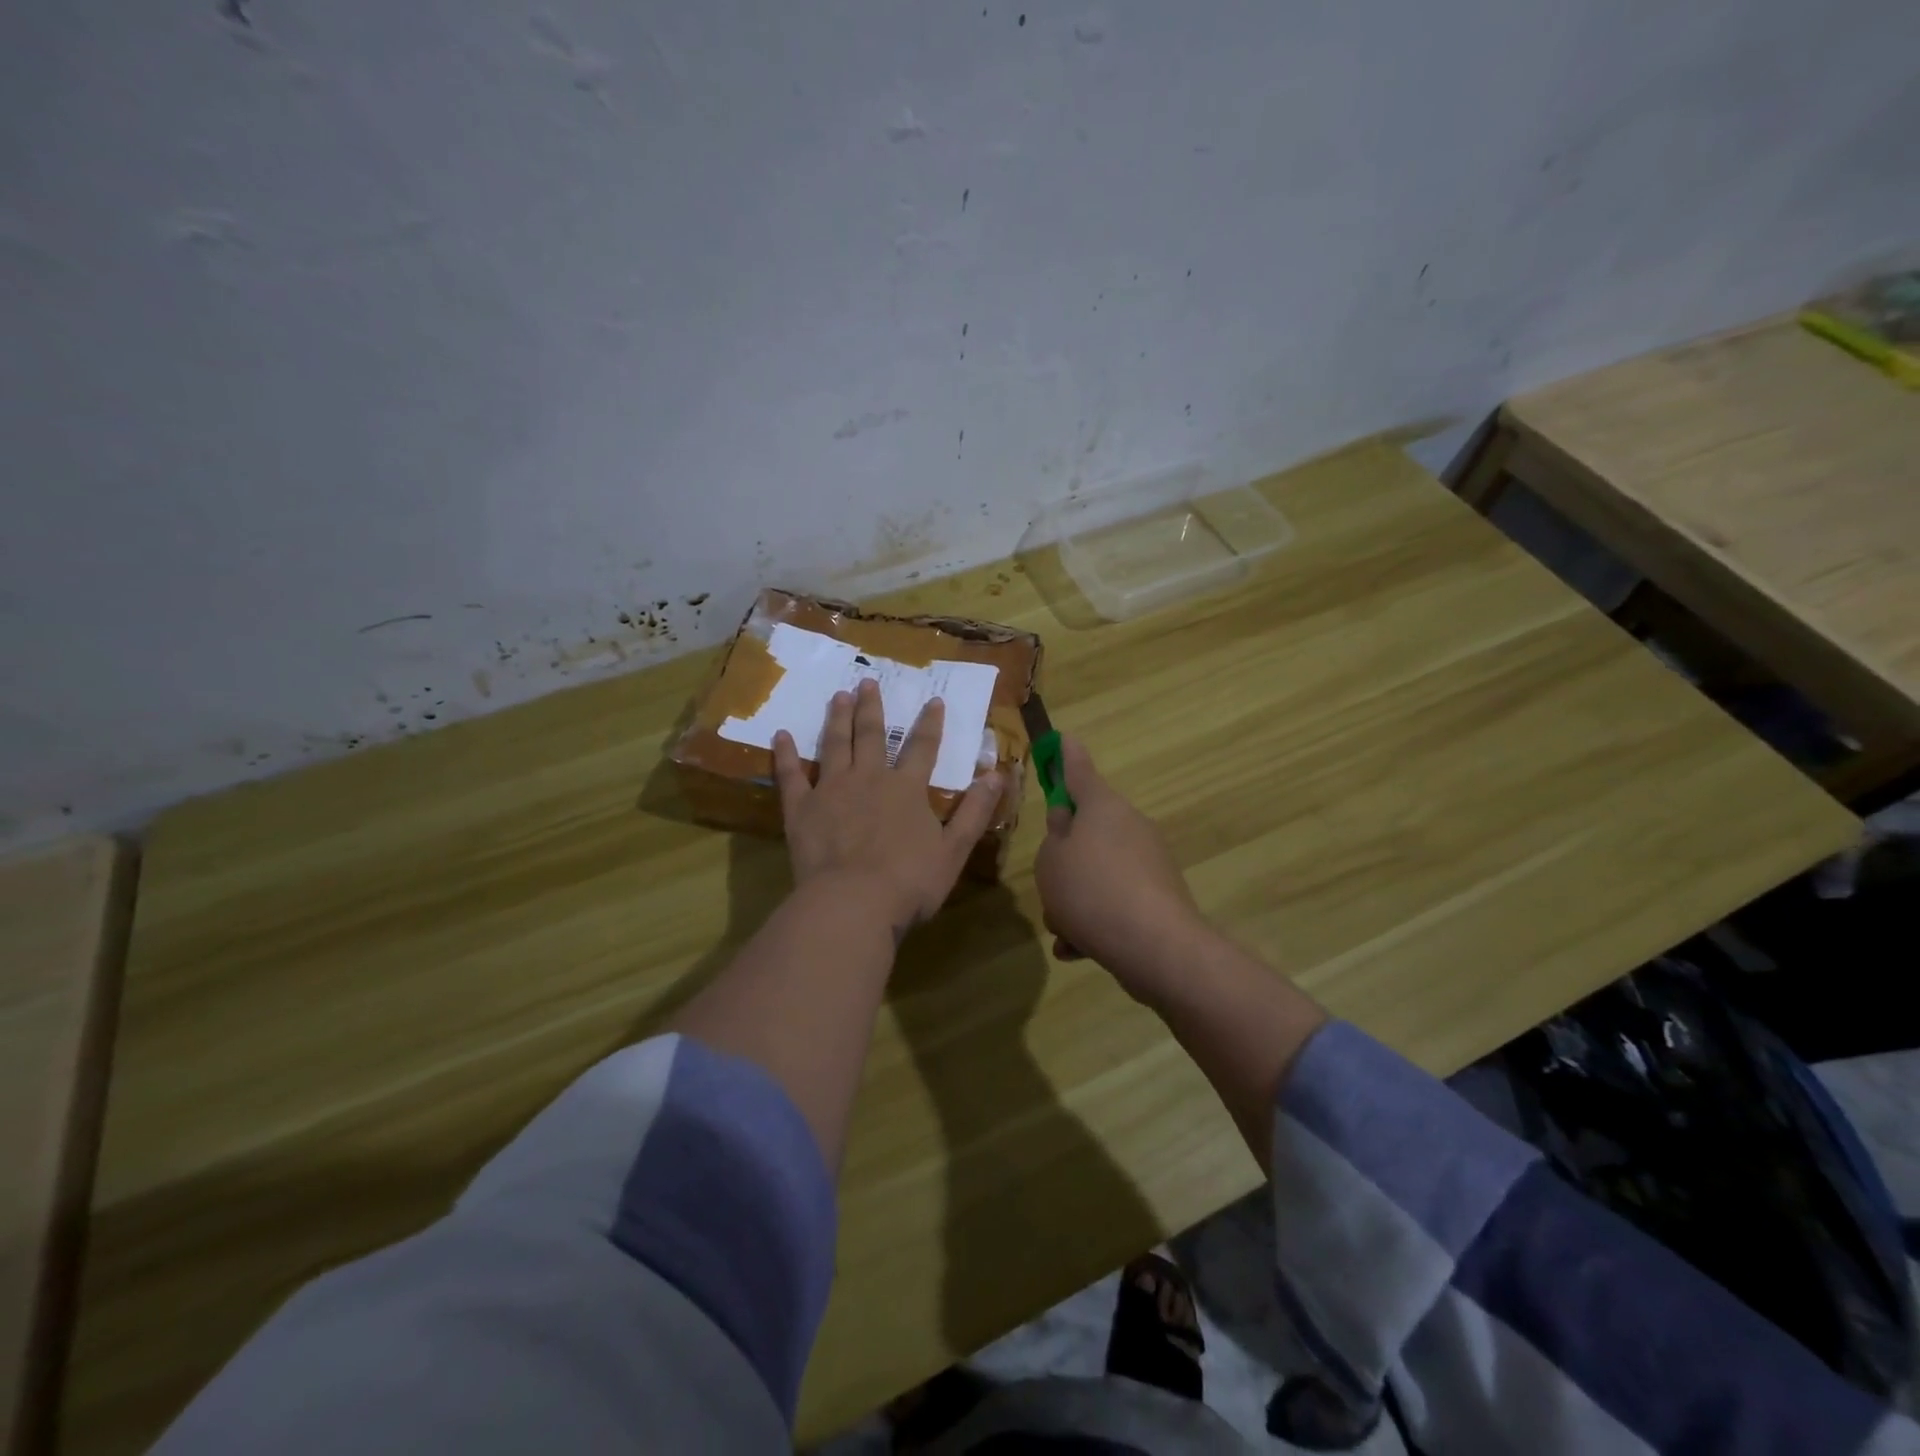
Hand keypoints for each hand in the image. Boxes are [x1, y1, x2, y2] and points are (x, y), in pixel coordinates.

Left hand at [773, 678, 1002, 935]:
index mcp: (907, 789)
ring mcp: (832, 790)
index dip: (930, 723)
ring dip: (837, 719)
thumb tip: (998, 774)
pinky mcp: (801, 809)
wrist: (853, 903)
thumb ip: (975, 810)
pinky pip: (791, 776)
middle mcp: (869, 778)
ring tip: (837, 696)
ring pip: (835, 745)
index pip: (923, 747)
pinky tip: (781, 736)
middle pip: (872, 736)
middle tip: (866, 682)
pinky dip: (786, 755)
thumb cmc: (909, 881)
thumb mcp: (954, 849)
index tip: (933, 700)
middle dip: (871, 708)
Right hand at [1034, 736, 1206, 1003]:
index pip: (1078, 770)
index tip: (1062, 737)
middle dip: (1063, 861)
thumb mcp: (1051, 861)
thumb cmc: (1090, 890)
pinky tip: (1078, 950)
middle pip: (1086, 832)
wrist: (1155, 946)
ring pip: (1097, 872)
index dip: (1065, 755)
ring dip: (1074, 898)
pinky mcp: (1158, 896)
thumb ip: (1054, 837)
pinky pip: (1114, 901)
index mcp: (1102, 807)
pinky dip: (1095, 921)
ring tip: (1063, 931)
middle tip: (1048, 887)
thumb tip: (1067, 823)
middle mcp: (1129, 826)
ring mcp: (1148, 861)